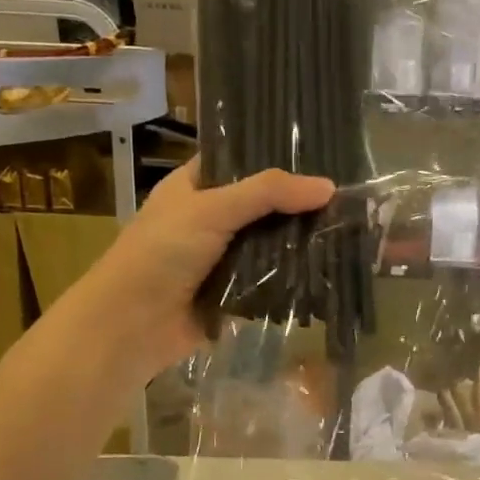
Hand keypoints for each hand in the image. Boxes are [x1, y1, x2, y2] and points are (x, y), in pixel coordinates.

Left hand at [68, 159, 334, 382]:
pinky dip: (291, 276)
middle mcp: (208, 218)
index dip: (275, 157)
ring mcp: (221, 258)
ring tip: (348, 229)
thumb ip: (268, 193)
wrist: (131, 326)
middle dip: (296, 205)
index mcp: (194, 186)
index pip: (240, 161)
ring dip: (298, 242)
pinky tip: (329, 266)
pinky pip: (269, 279)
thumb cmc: (161, 254)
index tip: (321, 154)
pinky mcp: (232, 294)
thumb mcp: (212, 210)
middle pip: (261, 205)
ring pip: (269, 244)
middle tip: (347, 197)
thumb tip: (329, 187)